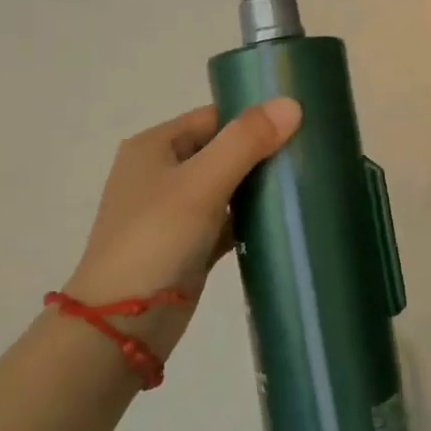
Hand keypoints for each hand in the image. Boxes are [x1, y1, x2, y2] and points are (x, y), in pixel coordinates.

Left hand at [61, 98, 301, 365]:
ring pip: (228, 186)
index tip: (299, 123)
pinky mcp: (189, 245)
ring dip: (260, 185)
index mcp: (155, 147)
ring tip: (306, 181)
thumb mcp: (201, 183)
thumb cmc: (155, 240)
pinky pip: (228, 220)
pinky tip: (286, 218)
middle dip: (262, 152)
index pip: (213, 117)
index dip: (253, 117)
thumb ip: (246, 141)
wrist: (121, 327)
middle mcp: (162, 173)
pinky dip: (252, 218)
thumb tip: (292, 104)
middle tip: (310, 153)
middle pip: (223, 149)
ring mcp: (175, 212)